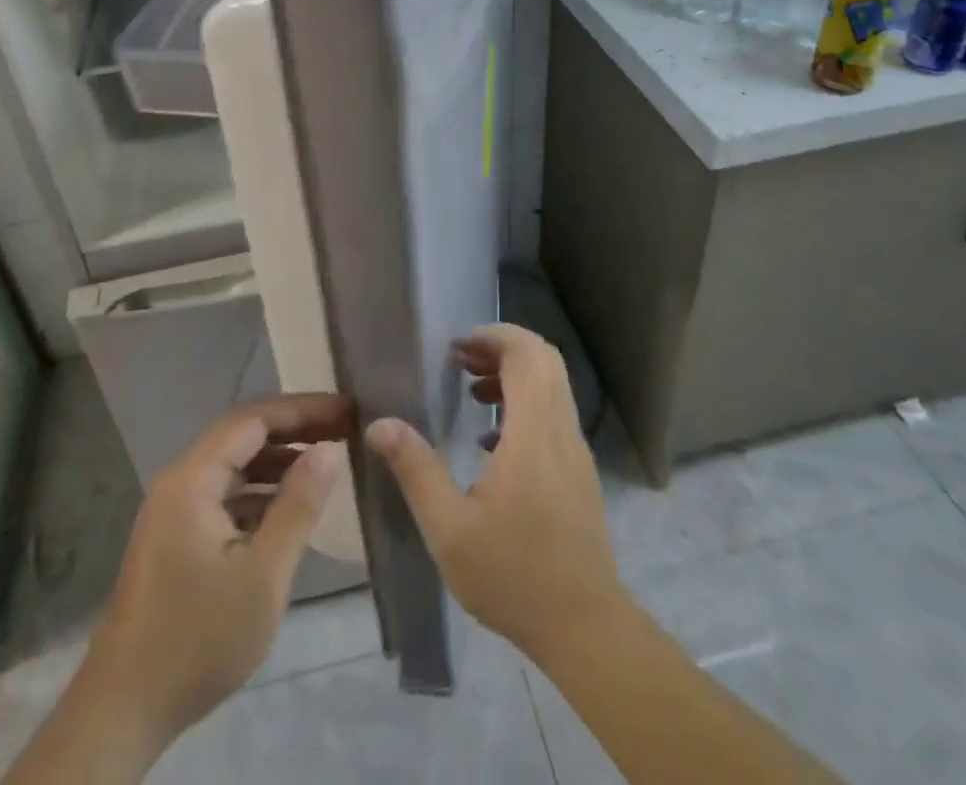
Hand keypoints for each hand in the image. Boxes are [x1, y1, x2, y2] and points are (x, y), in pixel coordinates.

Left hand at [65, 395, 351, 766]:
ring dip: (279, 460)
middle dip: (295, 429)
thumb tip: (330, 449)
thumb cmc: (198, 638)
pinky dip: (261, 491)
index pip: (254, 419)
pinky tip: (290, 506)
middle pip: (243, 436)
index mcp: (193, 478)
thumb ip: (298, 506)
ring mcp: (175, 509)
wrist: (124, 710)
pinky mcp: (177, 536)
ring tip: (327, 462)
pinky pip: (226, 494)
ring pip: (235, 465)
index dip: (303, 409)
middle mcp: (180, 481)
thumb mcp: (263, 575)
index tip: (347, 410)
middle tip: (345, 429)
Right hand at [365, 324, 623, 660]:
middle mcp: (562, 431)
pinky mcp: (580, 472)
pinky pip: (555, 413)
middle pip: (544, 360)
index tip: (456, 347)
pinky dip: (525, 404)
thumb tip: (379, 423)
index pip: (527, 355)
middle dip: (502, 348)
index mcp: (534, 434)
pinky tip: (491, 441)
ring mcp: (576, 451)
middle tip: (460, 361)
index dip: (493, 336)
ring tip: (470, 393)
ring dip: (514, 374)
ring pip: (552, 385)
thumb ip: (416, 469)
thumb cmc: (514, 576)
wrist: (586, 629)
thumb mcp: (450, 529)